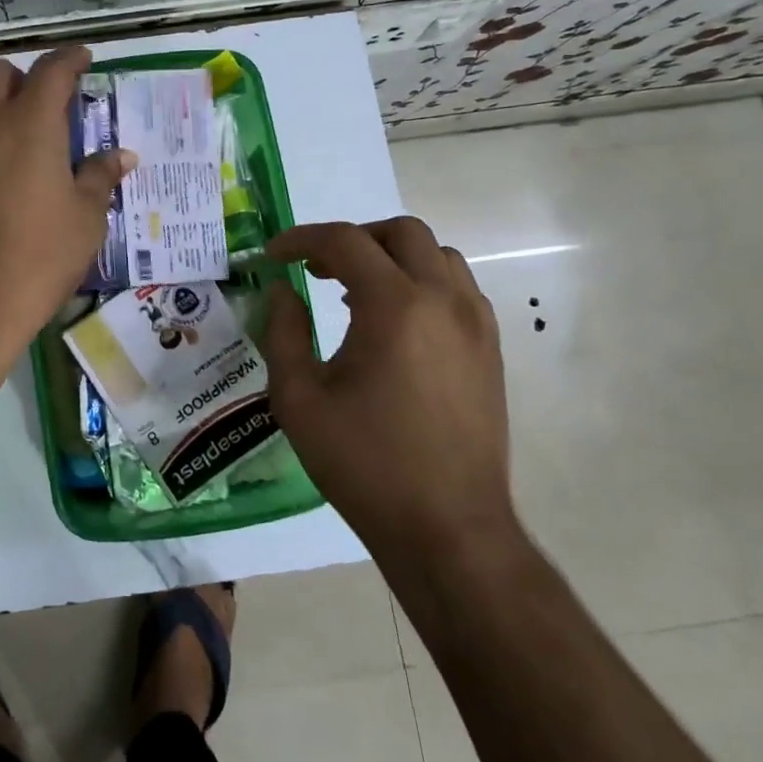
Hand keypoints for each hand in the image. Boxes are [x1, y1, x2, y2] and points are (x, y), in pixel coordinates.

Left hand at [0, 45, 133, 357]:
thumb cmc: (40, 258)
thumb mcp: (86, 218)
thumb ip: (100, 176)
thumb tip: (120, 155)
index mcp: (31, 123)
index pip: (53, 70)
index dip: (71, 58)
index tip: (82, 59)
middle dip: (24, 79)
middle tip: (46, 108)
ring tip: (15, 148)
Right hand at [262, 217, 517, 572]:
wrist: (448, 528)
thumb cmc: (364, 463)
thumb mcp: (299, 398)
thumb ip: (283, 331)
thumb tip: (282, 289)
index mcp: (395, 306)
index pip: (344, 241)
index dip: (300, 239)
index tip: (273, 256)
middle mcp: (444, 300)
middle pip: (400, 232)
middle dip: (352, 239)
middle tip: (317, 269)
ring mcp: (476, 324)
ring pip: (436, 256)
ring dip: (391, 258)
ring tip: (355, 295)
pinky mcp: (490, 350)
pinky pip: (457, 289)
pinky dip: (420, 283)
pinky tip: (393, 324)